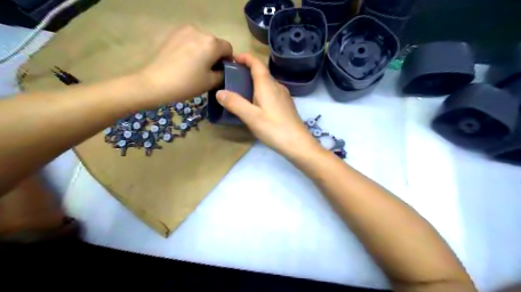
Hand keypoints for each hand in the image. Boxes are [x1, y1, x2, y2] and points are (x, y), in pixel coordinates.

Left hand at [137, 25, 230, 103]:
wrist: (155, 82)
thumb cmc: (188, 83)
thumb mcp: (211, 82)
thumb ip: (223, 74)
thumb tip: (224, 70)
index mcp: (212, 43)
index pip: (228, 48)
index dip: (228, 60)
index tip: (223, 71)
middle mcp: (200, 31)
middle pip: (215, 43)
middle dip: (215, 55)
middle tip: (209, 71)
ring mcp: (185, 30)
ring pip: (202, 41)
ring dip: (204, 51)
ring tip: (196, 66)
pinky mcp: (173, 34)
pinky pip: (190, 40)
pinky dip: (192, 48)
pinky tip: (186, 61)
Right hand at [214, 52, 319, 156]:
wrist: (298, 143)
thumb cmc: (274, 129)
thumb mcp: (251, 117)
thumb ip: (235, 103)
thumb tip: (219, 92)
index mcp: (267, 85)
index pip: (257, 63)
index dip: (245, 57)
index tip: (233, 58)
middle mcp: (277, 86)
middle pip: (262, 72)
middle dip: (247, 70)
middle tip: (232, 77)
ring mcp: (284, 96)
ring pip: (267, 83)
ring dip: (254, 81)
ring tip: (242, 90)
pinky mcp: (286, 105)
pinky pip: (272, 92)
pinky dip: (261, 91)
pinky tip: (256, 103)